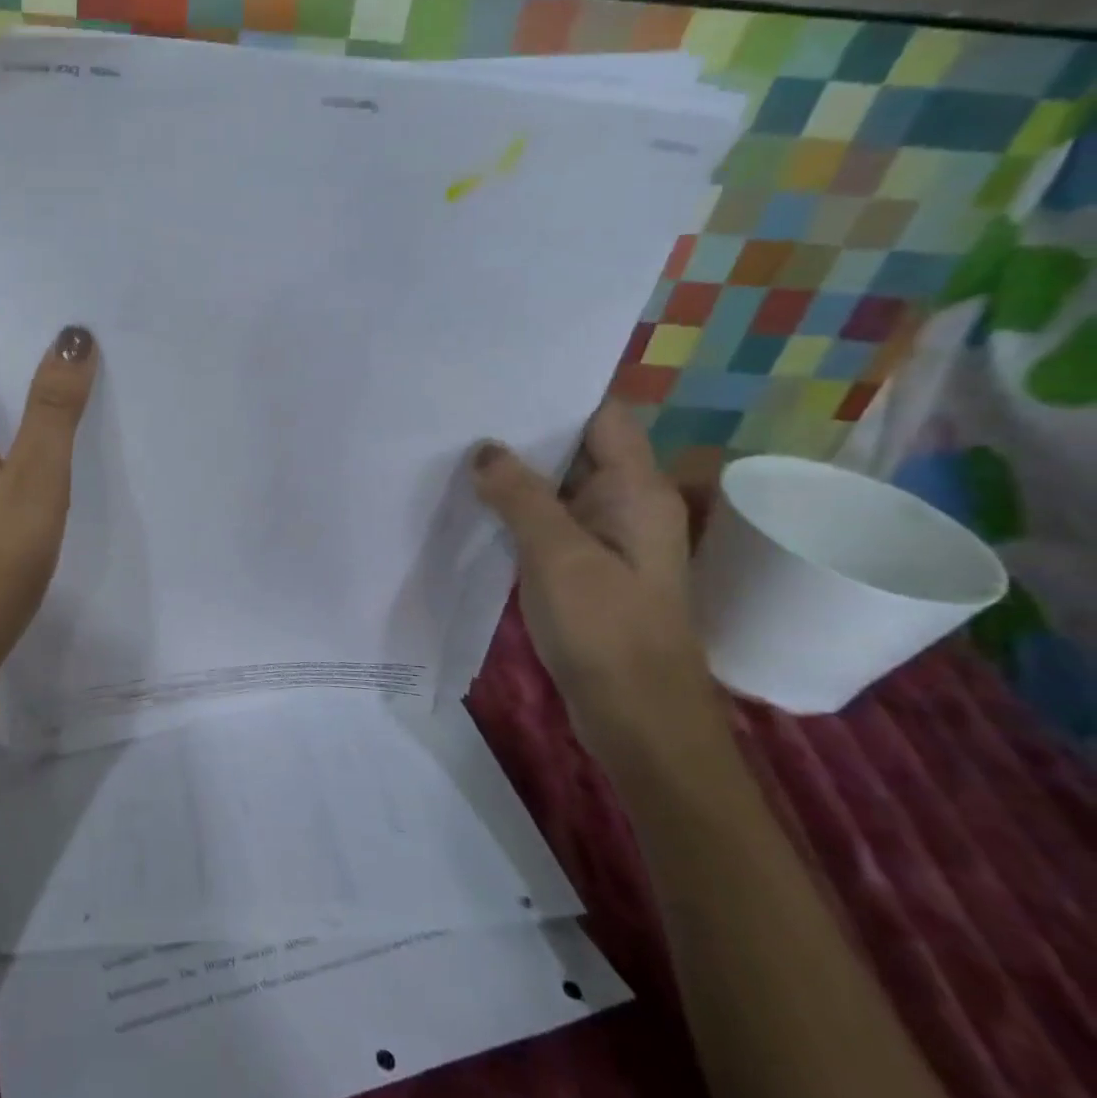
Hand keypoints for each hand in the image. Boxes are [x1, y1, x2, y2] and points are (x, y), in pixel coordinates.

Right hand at [470, 401, 728, 774]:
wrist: (638, 718)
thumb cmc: (605, 630)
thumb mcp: (557, 555)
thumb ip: (520, 496)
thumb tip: (485, 449)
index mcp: (637, 490)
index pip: (603, 415)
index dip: (557, 393)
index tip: (500, 380)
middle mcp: (628, 504)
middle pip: (578, 447)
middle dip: (526, 431)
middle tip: (463, 412)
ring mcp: (609, 538)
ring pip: (560, 487)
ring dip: (518, 473)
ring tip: (459, 450)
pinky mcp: (588, 567)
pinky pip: (552, 522)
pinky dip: (519, 510)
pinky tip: (477, 505)